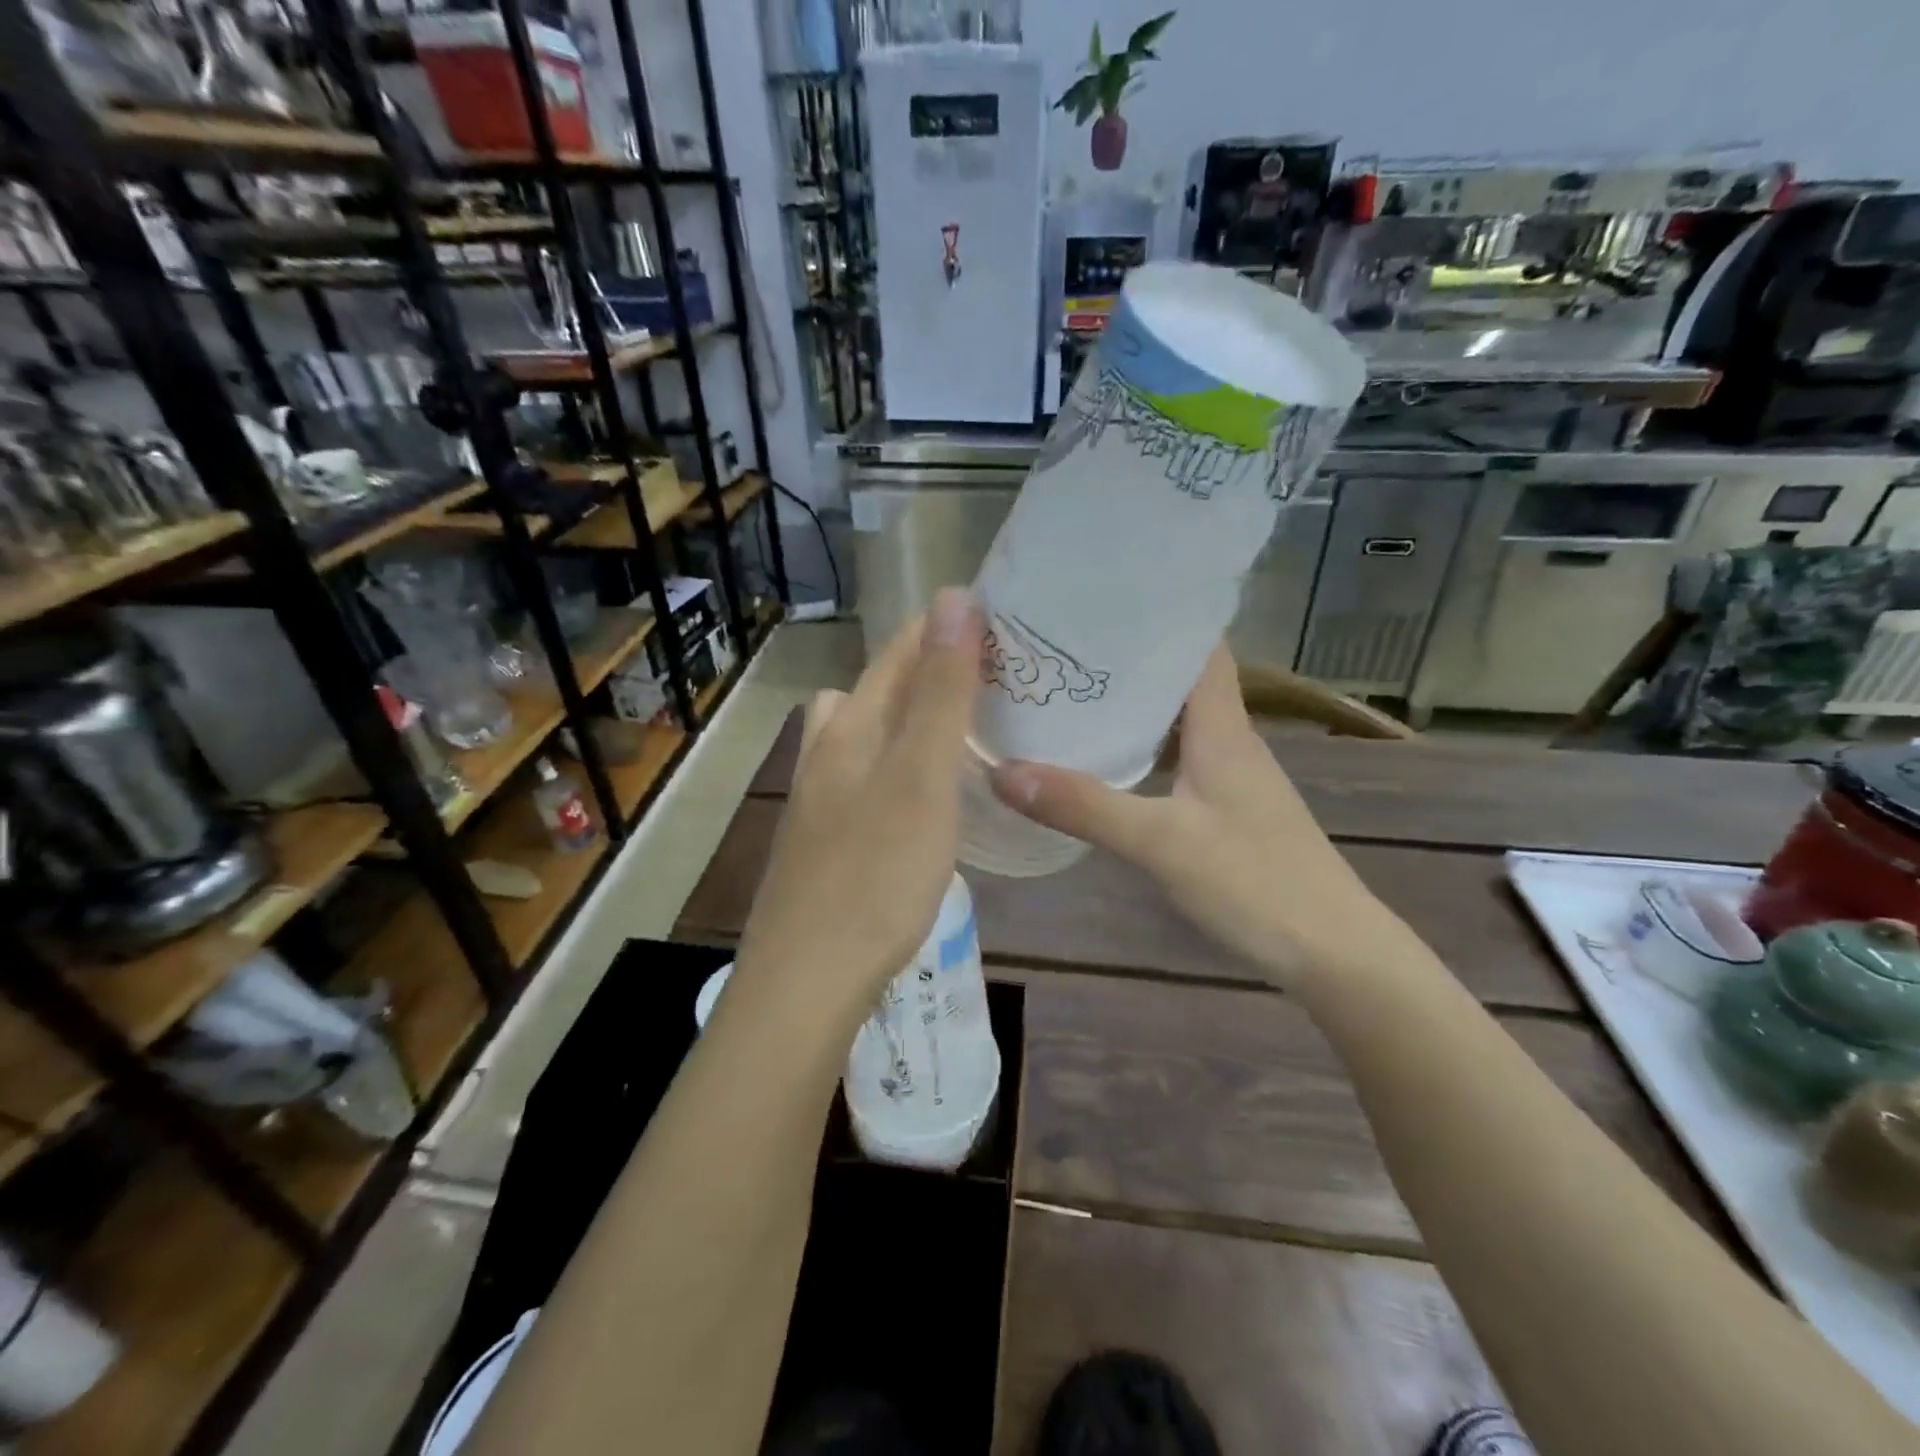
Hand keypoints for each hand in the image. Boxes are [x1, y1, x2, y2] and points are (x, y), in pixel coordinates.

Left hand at [733, 588, 981, 1017]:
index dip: (945, 627)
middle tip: (992, 679)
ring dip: (907, 719)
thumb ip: (940, 692)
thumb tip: (955, 597)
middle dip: (930, 670)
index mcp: (851, 727)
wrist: (807, 979)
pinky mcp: (824, 840)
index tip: (1000, 618)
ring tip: (960, 733)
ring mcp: (820, 798)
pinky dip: (898, 767)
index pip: (900, 653)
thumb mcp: (922, 777)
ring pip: (864, 734)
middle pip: (877, 690)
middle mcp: (827, 752)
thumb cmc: (875, 875)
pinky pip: (866, 778)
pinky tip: (923, 798)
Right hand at [989, 646, 1425, 988]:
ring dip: (1132, 708)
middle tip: (1060, 650)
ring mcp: (1232, 779)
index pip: (1200, 647)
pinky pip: (1178, 761)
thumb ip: (1084, 807)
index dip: (1158, 617)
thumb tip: (1002, 771)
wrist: (1333, 952)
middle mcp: (1230, 741)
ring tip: (1069, 697)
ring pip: (1177, 724)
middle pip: (1180, 681)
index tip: (1098, 603)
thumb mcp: (1161, 843)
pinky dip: (1142, 752)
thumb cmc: (1255, 882)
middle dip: (1127, 662)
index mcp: (1223, 728)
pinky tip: (1105, 765)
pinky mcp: (1228, 812)